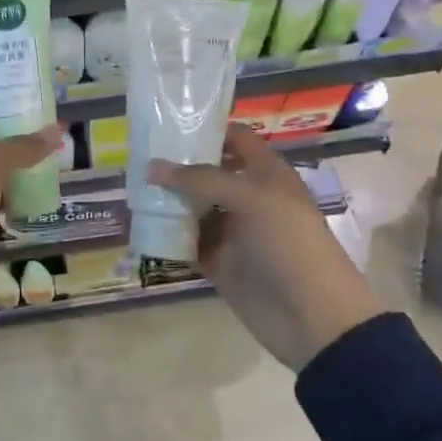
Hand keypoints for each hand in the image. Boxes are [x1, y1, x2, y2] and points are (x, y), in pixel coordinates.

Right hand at [148, 125, 385, 371]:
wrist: (311, 316)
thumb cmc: (289, 245)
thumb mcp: (252, 199)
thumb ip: (202, 179)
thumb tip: (152, 167)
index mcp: (266, 174)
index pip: (235, 140)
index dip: (206, 130)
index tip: (166, 124)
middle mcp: (247, 198)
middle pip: (207, 173)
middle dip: (175, 166)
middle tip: (135, 158)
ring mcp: (231, 231)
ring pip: (192, 208)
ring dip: (165, 201)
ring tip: (129, 189)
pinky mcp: (217, 262)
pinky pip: (186, 243)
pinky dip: (165, 236)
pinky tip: (138, 226)